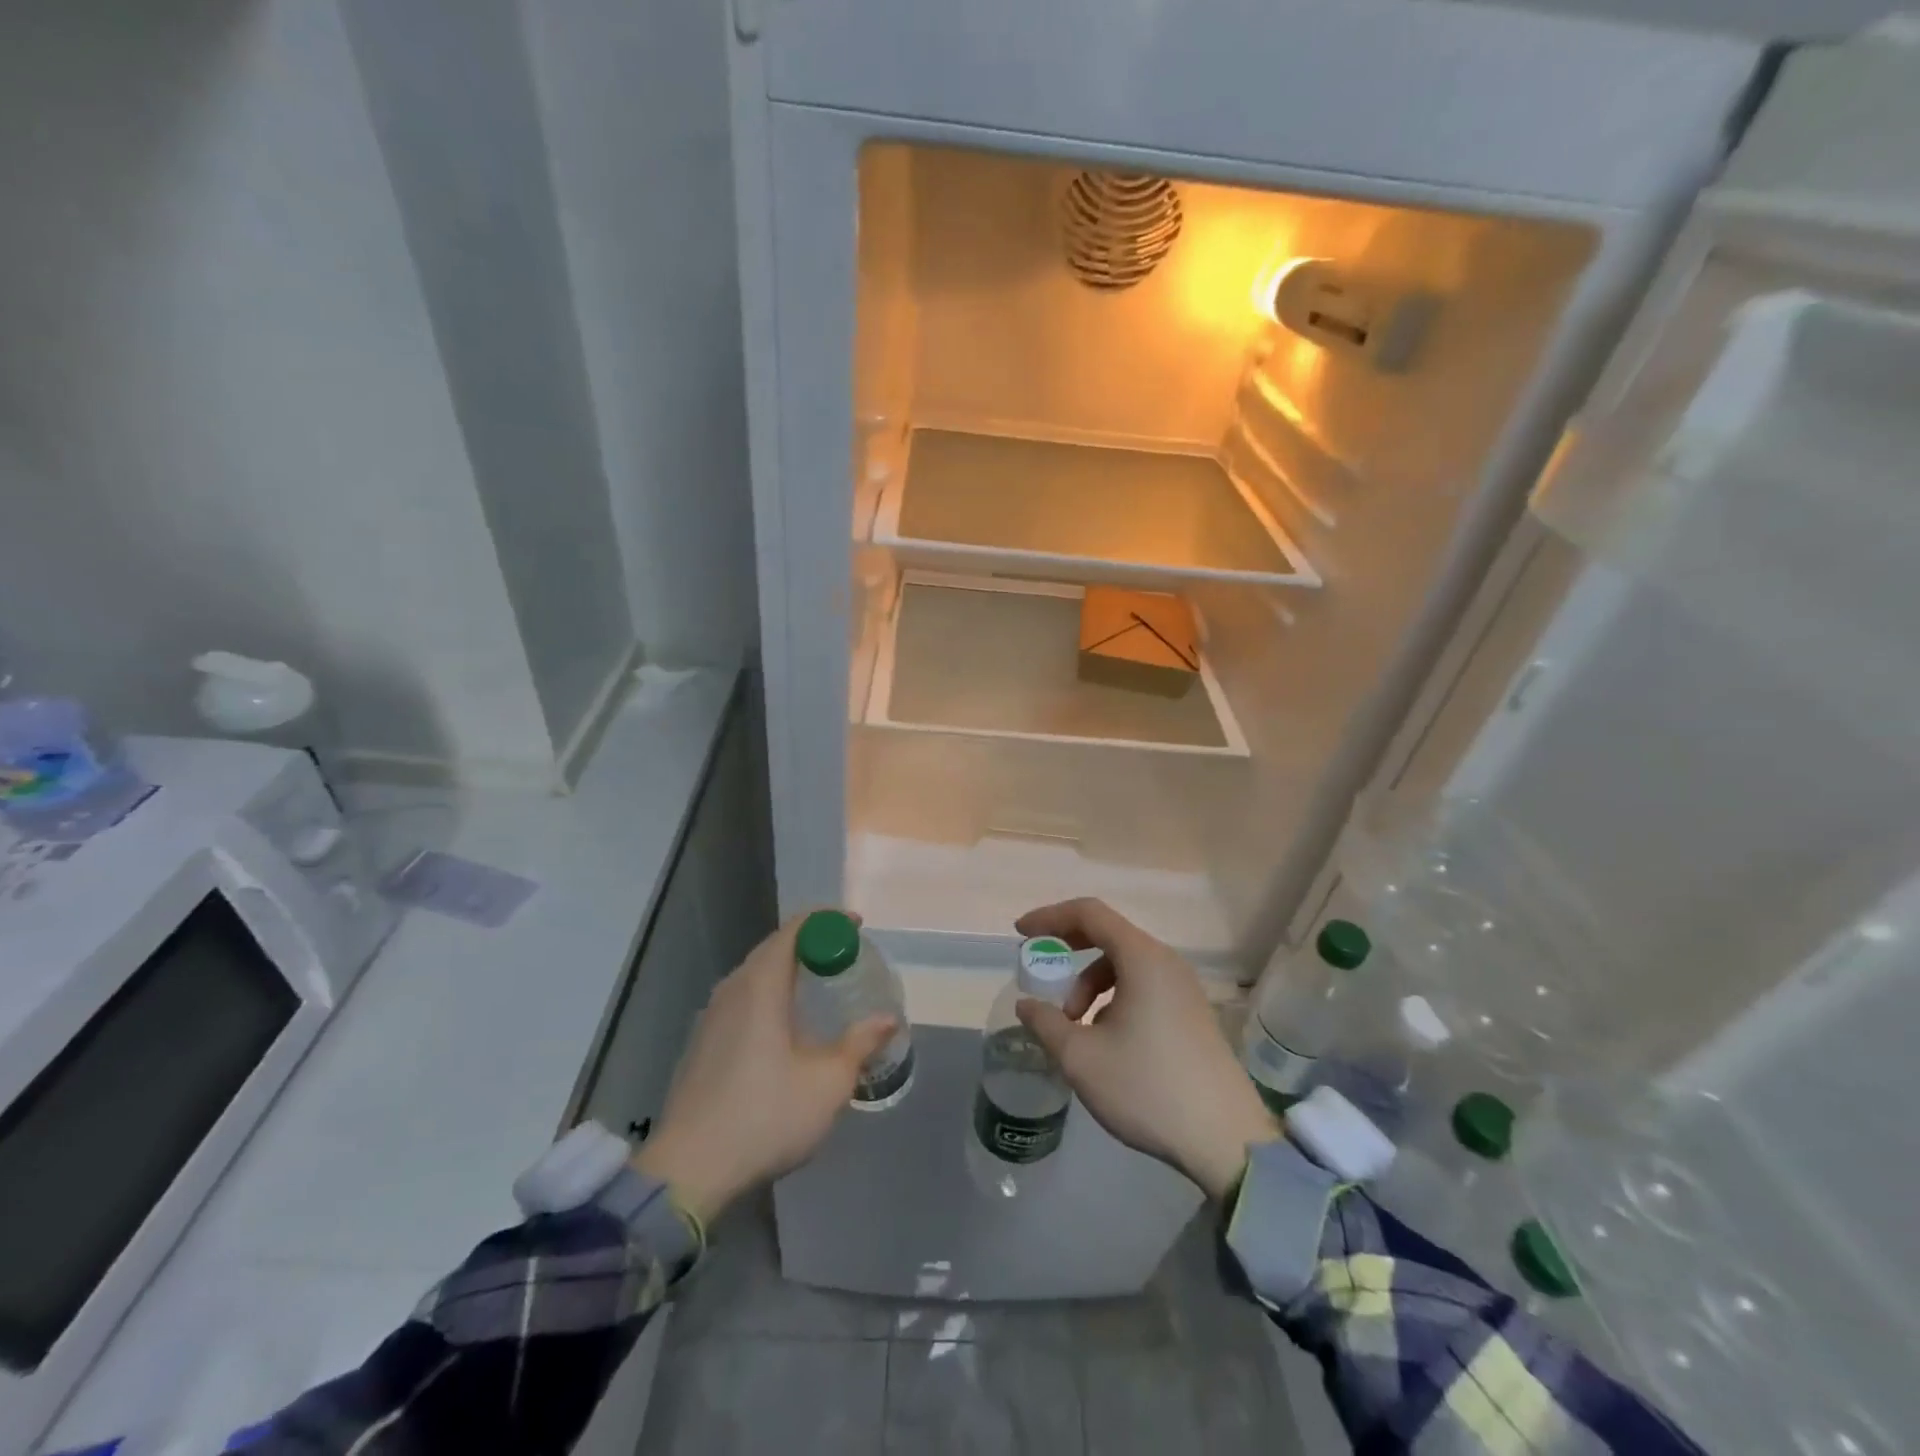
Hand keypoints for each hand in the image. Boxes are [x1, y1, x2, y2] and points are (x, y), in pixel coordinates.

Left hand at [636, 912, 896, 1223]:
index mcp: (761, 986)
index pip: (794, 930)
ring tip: (819, 986)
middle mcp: (733, 990)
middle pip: (774, 948)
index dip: (827, 920)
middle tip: (845, 955)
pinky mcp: (702, 1043)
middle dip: (811, 943)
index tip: (856, 927)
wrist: (689, 1170)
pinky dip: (770, 994)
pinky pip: (742, 999)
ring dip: (788, 970)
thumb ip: (861, 1043)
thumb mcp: (828, 1082)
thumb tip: (888, 1019)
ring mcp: (711, 1016)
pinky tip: (784, 1026)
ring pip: (755, 975)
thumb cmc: (766, 1115)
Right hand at [1014, 898, 1278, 1201]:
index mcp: (1141, 958)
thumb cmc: (1147, 1087)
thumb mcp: (1081, 1057)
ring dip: (1091, 984)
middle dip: (1068, 950)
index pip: (1089, 914)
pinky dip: (1114, 998)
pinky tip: (1106, 1039)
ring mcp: (1184, 987)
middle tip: (1041, 972)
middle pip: (1109, 935)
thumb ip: (1046, 1023)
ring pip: (1125, 965)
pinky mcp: (1192, 1013)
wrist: (1226, 1139)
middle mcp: (1166, 961)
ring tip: (1074, 1026)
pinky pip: (1144, 985)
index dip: (1050, 917)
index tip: (1021, 933)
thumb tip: (1027, 1005)